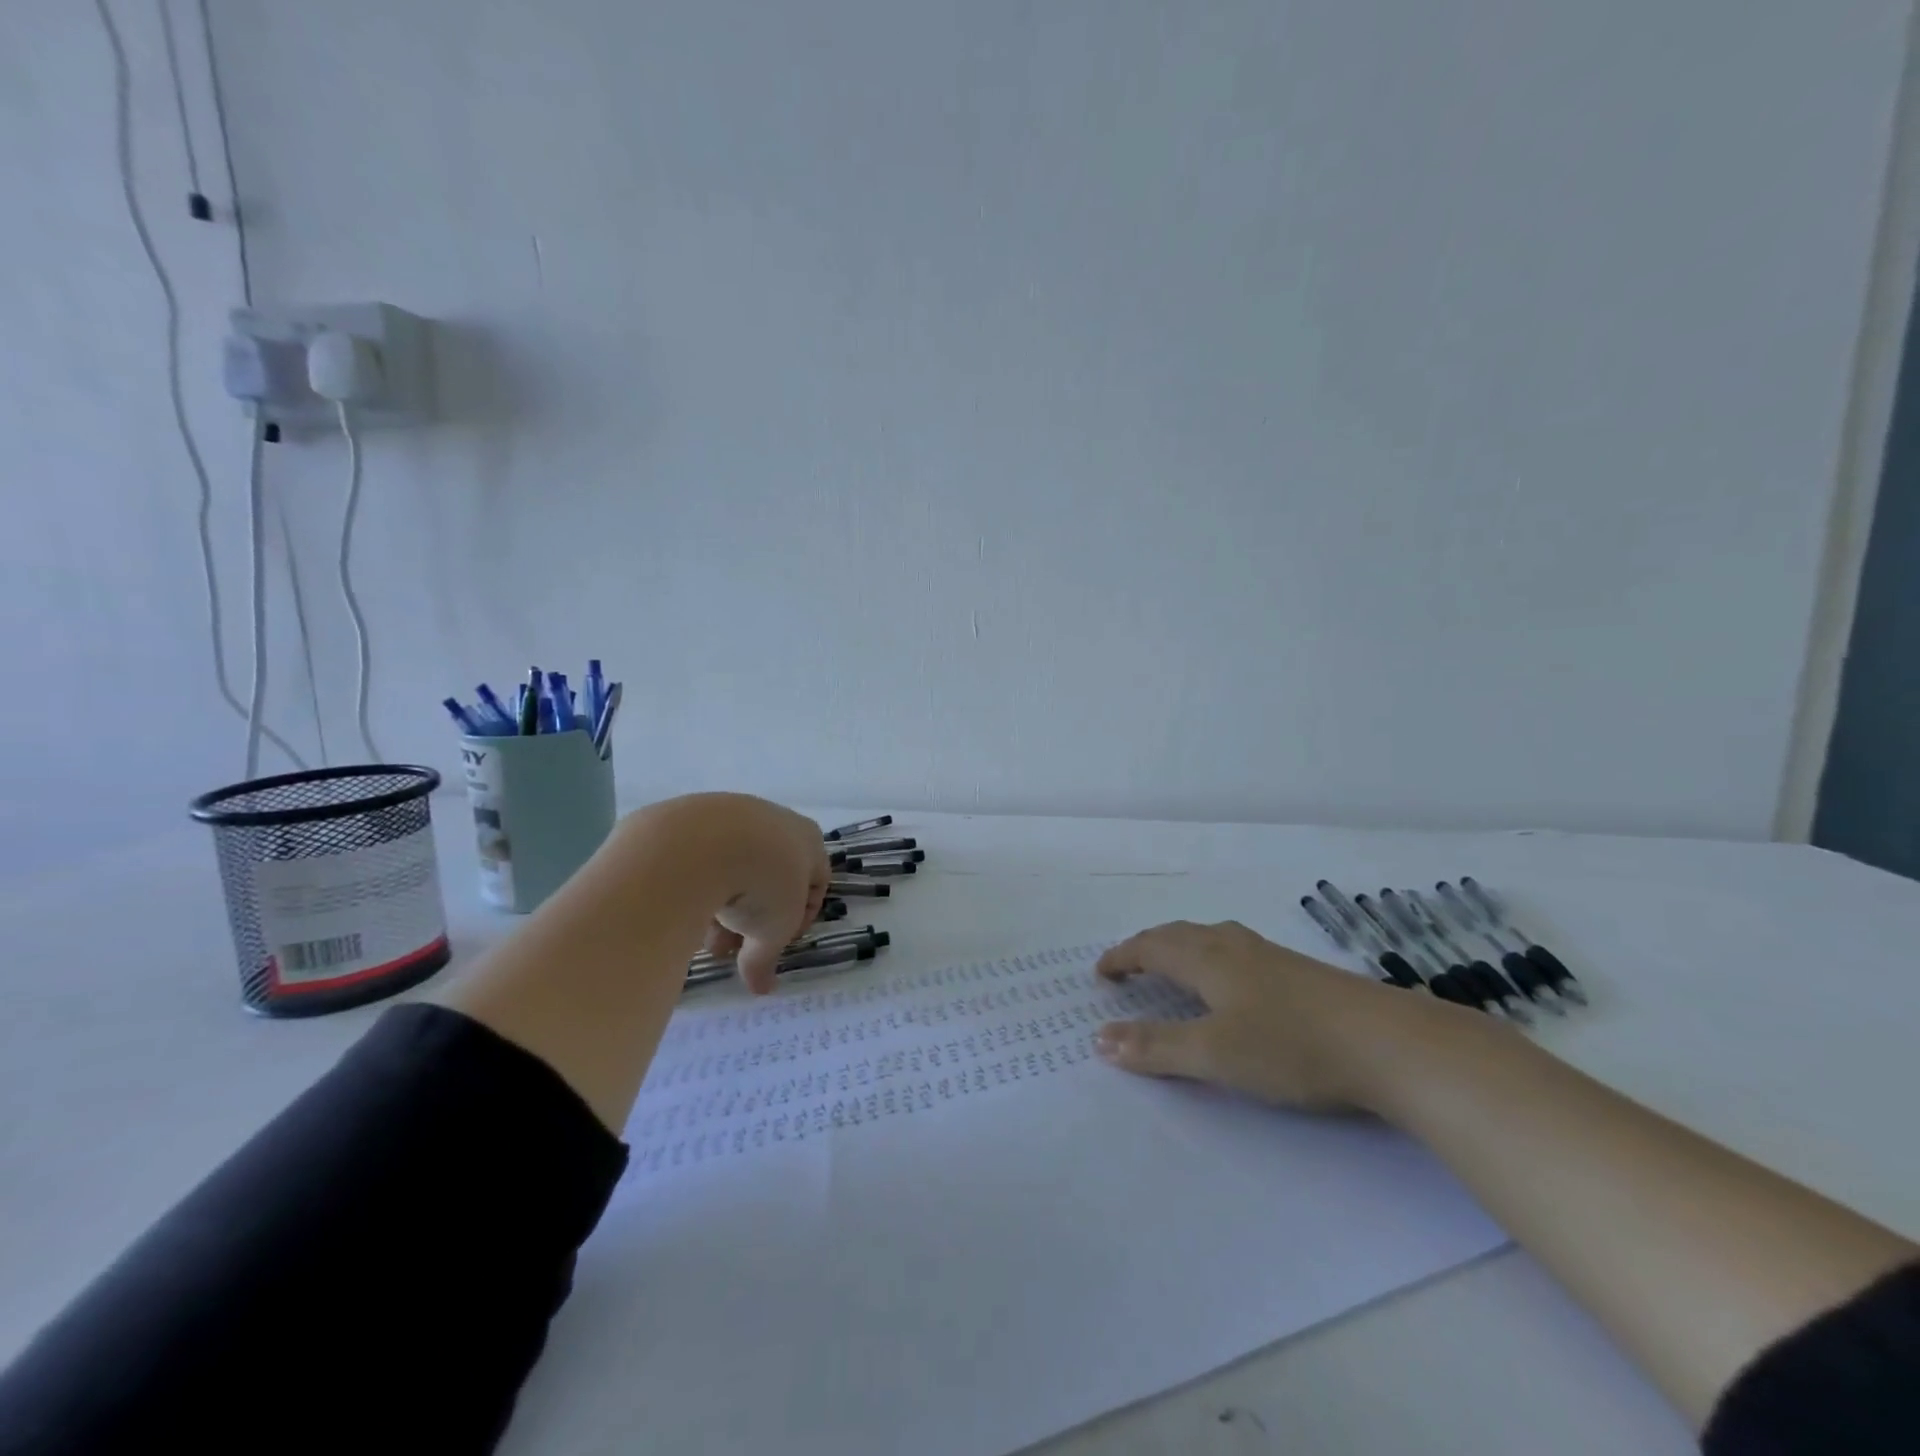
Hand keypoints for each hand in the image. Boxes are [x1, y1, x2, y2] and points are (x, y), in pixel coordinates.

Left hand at [632, 794, 832, 994]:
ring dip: (722, 902)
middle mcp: (774, 819)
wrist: (700, 843)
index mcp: (808, 839)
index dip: (799, 917)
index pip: (816, 880)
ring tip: (700, 935)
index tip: (778, 942)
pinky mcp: (691, 815)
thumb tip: (762, 988)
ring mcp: (731, 812)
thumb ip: (767, 958)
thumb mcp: (772, 932)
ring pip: (732, 865)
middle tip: (732, 945)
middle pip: (769, 874)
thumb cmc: (760, 884)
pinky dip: (695, 881)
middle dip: (752, 916)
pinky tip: (681, 905)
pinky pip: (699, 855)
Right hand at [1095, 919, 1471, 1110]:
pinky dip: (1213, 961)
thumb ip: (1156, 1047)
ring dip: (1182, 950)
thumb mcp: (1214, 1054)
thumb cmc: (1291, 1046)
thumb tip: (1099, 1038)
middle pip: (1180, 935)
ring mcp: (1272, 957)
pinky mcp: (1301, 974)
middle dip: (1148, 947)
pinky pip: (1237, 954)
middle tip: (1129, 966)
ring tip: (1174, 968)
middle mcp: (1235, 948)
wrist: (1391, 1044)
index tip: (1100, 972)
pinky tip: (1235, 985)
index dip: (1123, 957)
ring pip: (1212, 941)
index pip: (1151, 947)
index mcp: (1208, 960)